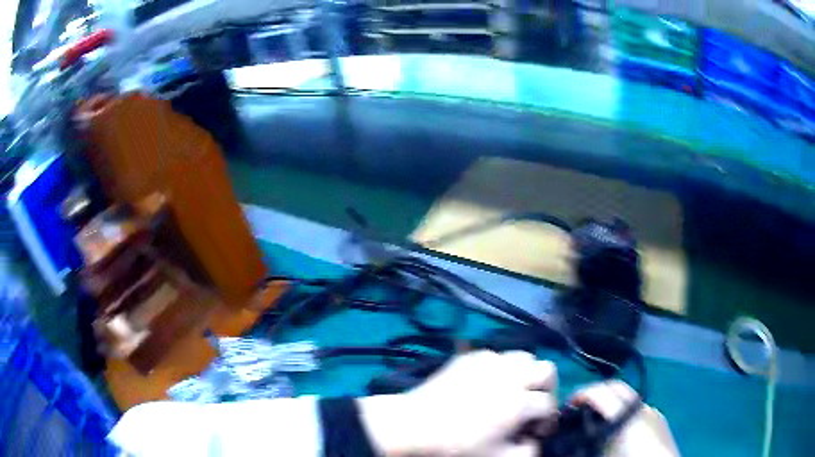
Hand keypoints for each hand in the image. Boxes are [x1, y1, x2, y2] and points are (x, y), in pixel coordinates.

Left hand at [360, 350, 556, 455]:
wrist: (414, 426)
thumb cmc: (456, 447)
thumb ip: (527, 451)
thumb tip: (534, 439)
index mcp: (518, 403)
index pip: (548, 405)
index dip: (548, 420)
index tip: (537, 431)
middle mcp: (509, 376)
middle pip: (547, 370)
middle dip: (547, 389)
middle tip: (534, 405)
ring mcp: (489, 362)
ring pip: (524, 356)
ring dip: (527, 374)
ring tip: (515, 391)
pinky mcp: (469, 357)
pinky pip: (497, 355)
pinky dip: (502, 367)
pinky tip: (490, 383)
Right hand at [571, 381, 678, 456]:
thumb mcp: (603, 453)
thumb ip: (591, 438)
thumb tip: (574, 432)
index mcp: (626, 415)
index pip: (601, 392)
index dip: (582, 393)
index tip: (568, 405)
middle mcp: (641, 407)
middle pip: (617, 386)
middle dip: (597, 391)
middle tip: (580, 406)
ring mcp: (653, 411)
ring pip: (629, 397)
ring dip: (611, 401)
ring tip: (597, 418)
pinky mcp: (660, 420)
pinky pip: (638, 408)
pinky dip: (624, 410)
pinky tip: (618, 427)